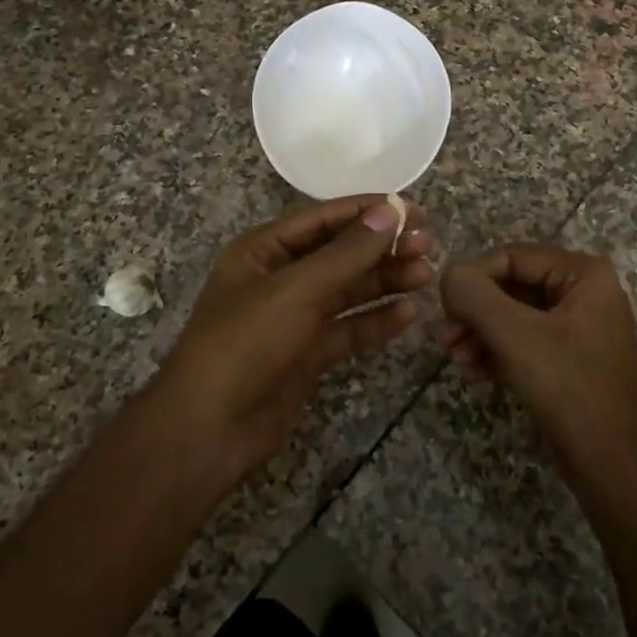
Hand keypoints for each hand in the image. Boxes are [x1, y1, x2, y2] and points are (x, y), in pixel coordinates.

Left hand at [153, 196, 434, 482]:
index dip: (366, 211)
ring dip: (385, 281)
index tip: (411, 208)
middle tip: (428, 244)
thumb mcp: (297, 289)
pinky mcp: (306, 355)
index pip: (323, 218)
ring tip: (427, 274)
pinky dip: (375, 321)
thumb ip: (347, 252)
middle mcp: (279, 278)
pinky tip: (408, 314)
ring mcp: (293, 318)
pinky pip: (347, 329)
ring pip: (347, 291)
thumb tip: (391, 211)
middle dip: (381, 248)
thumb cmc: (246, 342)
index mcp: (264, 250)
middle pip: (339, 254)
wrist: (208, 429)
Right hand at [436, 245, 636, 477]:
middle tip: (444, 337)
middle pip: (510, 285)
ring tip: (455, 359)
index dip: (472, 277)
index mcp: (583, 274)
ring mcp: (578, 326)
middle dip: (474, 311)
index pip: (511, 256)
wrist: (615, 471)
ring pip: (512, 314)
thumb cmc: (570, 390)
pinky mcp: (568, 358)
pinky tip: (473, 371)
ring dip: (479, 333)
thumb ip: (475, 295)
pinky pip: (523, 340)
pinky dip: (495, 351)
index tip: (444, 308)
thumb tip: (448, 273)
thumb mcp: (515, 336)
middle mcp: (584, 292)